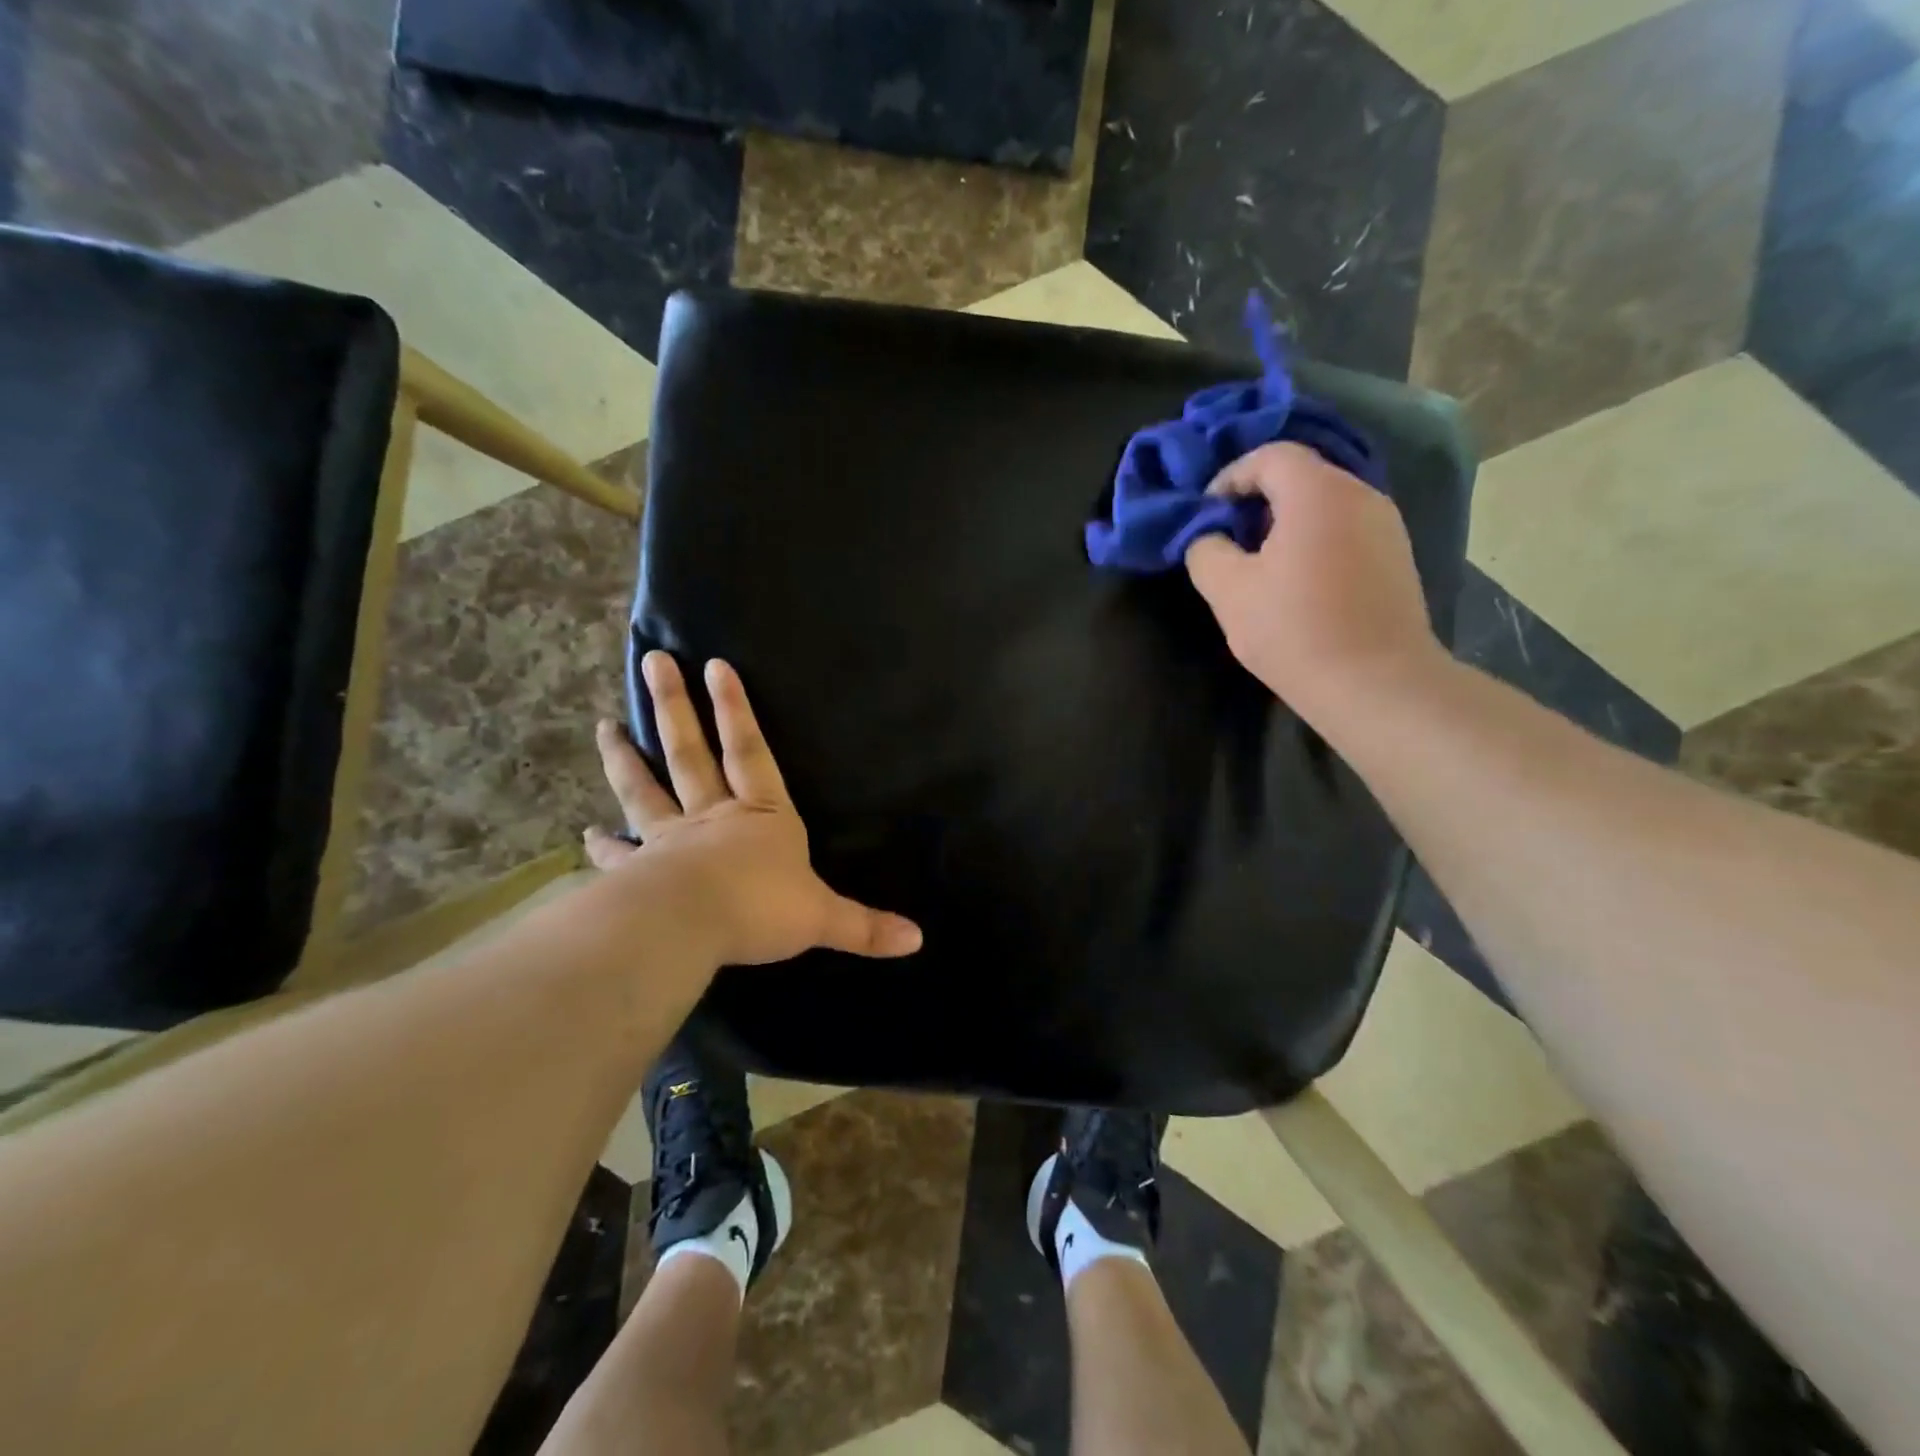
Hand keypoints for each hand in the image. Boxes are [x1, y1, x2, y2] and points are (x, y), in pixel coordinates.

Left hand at [585, 652, 921, 965]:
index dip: (736, 710)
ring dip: (625, 758)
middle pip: (690, 753)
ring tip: (604, 727)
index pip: (750, 753)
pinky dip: (603, 844)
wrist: (692, 928)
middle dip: (674, 708)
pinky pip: (620, 853)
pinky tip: (586, 833)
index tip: (715, 665)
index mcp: (761, 817)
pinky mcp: (642, 872)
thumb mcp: (823, 918)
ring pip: (645, 789)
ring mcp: (671, 841)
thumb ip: (866, 926)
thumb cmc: (761, 909)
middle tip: (652, 662)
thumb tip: (918, 941)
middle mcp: (713, 817)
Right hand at [1184, 442, 1446, 721]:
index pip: (1270, 455)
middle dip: (1257, 501)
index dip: (1230, 477)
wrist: (1376, 684)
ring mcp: (1387, 526)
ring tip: (1261, 565)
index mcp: (1318, 492)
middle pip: (1301, 476)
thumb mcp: (1228, 591)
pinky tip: (1299, 584)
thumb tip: (1208, 537)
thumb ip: (1206, 550)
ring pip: (1325, 504)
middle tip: (1229, 539)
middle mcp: (1361, 494)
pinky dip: (1315, 541)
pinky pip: (1346, 530)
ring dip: (1287, 523)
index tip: (1207, 514)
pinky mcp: (1397, 558)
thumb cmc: (1294, 631)